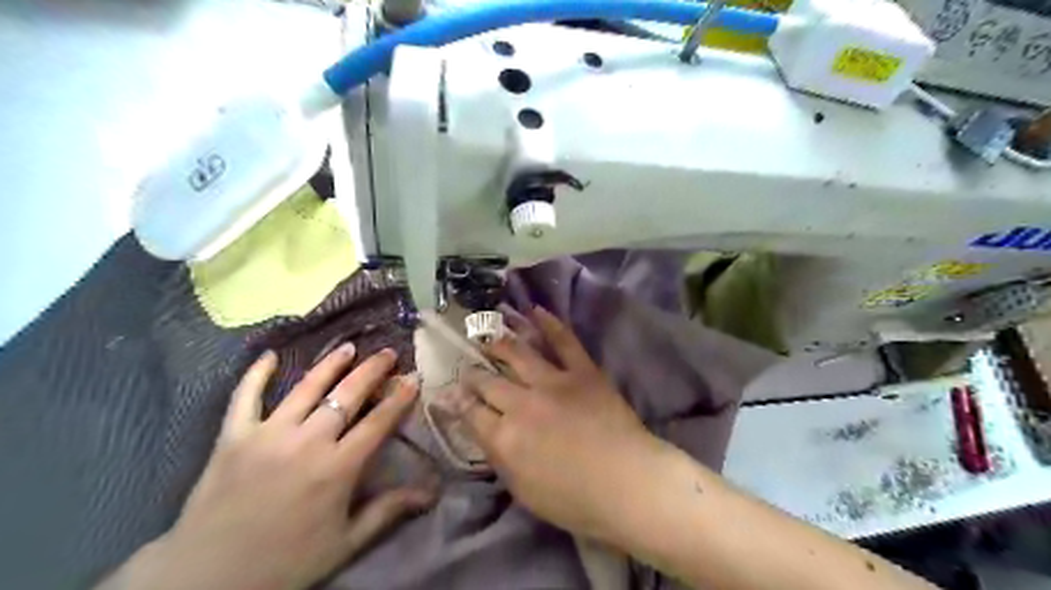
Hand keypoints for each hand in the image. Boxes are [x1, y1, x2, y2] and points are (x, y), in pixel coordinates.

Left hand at [101, 346, 434, 589]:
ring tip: (348, 347)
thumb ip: (388, 511)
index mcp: (337, 468)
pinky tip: (269, 355)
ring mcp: (267, 434)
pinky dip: (256, 374)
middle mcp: (307, 442)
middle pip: (346, 395)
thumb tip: (431, 494)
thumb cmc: (285, 562)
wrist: (207, 580)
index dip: (399, 398)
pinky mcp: (233, 437)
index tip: (413, 378)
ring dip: (330, 365)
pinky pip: (245, 397)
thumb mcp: (345, 543)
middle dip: (372, 370)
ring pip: (306, 388)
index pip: (378, 422)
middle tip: (387, 353)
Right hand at [453, 309, 659, 543]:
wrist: (627, 482)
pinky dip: (549, 323)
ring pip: (517, 353)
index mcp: (504, 437)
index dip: (457, 400)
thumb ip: (500, 459)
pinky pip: (563, 341)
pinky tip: (535, 310)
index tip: (449, 390)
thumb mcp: (524, 491)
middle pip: (488, 381)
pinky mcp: (581, 371)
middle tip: (467, 366)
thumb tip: (485, 434)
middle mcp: (521, 403)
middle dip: (473, 373)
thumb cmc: (575, 500)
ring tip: (487, 333)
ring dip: (498, 341)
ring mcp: (552, 382)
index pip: (471, 412)